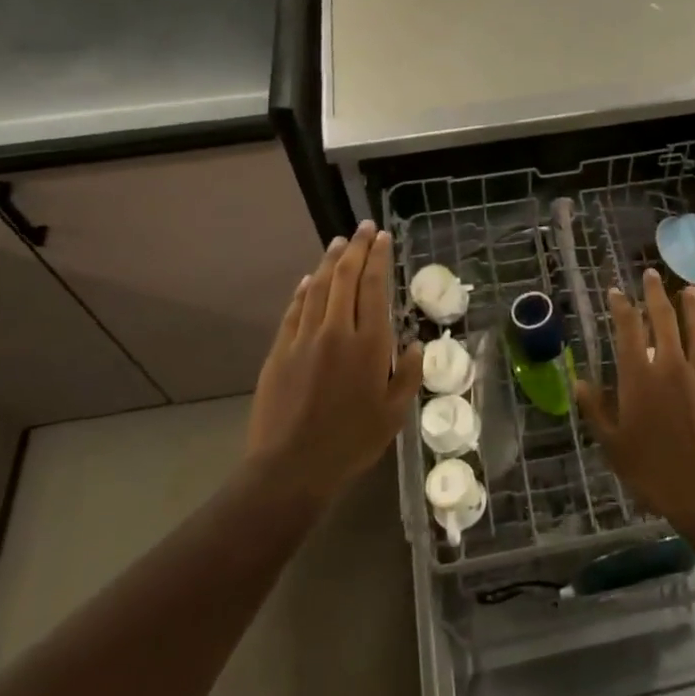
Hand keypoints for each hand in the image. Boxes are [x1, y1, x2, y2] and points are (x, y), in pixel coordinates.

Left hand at [241, 222, 423, 508]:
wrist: (291, 468)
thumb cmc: (351, 442)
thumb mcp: (394, 414)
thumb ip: (407, 375)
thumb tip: (414, 344)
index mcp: (369, 344)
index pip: (374, 286)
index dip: (378, 258)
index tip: (382, 237)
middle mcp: (337, 331)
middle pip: (345, 277)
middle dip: (356, 248)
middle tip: (364, 228)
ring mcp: (304, 338)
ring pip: (317, 287)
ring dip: (329, 261)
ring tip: (338, 242)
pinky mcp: (280, 351)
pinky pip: (294, 310)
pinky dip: (303, 290)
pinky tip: (308, 280)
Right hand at [574, 268, 694, 532]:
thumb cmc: (652, 472)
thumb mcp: (613, 445)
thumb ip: (596, 410)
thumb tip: (579, 382)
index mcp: (639, 377)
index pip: (628, 330)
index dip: (621, 307)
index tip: (616, 291)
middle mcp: (669, 366)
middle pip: (663, 319)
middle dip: (656, 294)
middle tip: (652, 275)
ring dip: (692, 308)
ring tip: (689, 291)